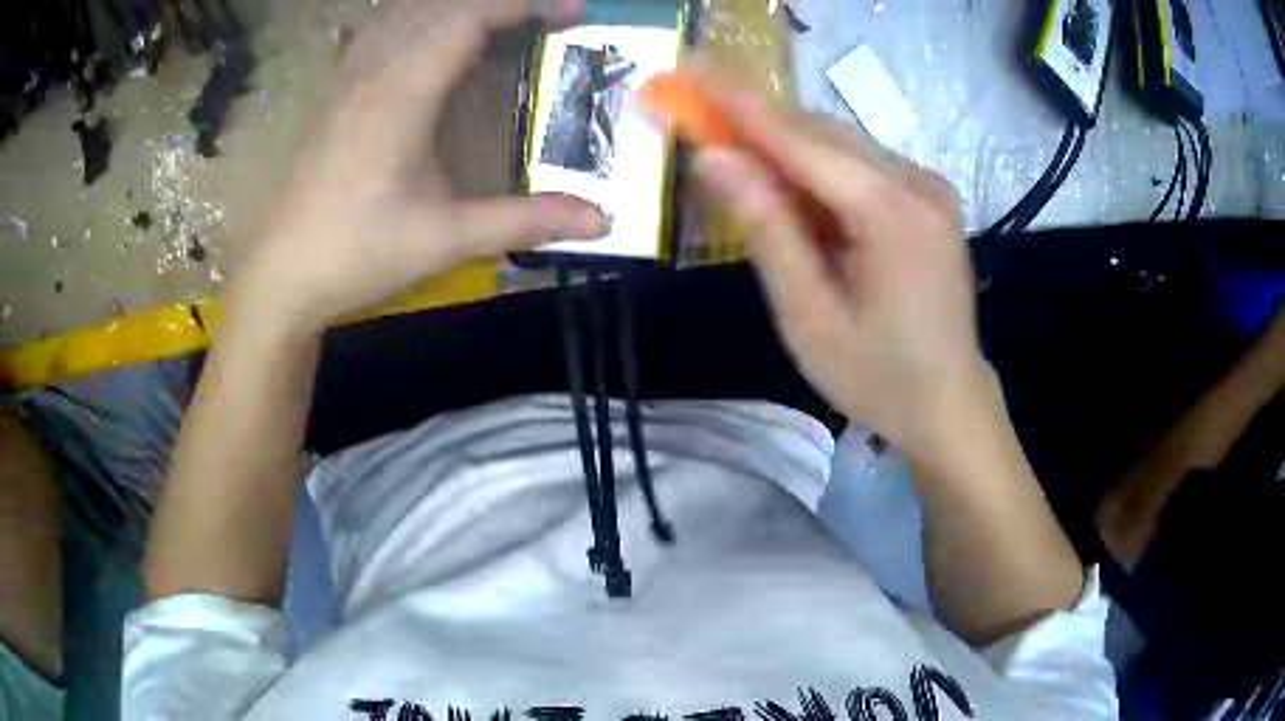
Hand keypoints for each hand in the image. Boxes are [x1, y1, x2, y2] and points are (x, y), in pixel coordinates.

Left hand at [233, 0, 607, 331]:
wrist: (280, 278)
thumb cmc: (356, 255)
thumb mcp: (445, 239)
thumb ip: (523, 221)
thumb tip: (602, 219)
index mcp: (400, 96)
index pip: (466, 19)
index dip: (522, 4)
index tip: (572, 10)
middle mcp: (372, 74)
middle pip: (439, 7)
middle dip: (499, 3)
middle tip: (548, 18)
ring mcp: (347, 82)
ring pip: (403, 14)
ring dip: (454, 8)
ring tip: (497, 24)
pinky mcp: (334, 97)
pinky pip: (377, 34)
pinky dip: (412, 21)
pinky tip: (425, 36)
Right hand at [692, 83, 984, 449]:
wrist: (948, 402)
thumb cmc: (877, 376)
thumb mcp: (808, 315)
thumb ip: (765, 229)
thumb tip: (714, 159)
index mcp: (893, 214)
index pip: (801, 140)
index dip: (739, 105)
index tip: (690, 70)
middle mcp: (919, 183)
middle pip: (822, 132)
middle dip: (756, 120)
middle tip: (699, 111)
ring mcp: (930, 187)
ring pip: (841, 142)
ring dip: (784, 142)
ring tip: (736, 155)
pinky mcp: (930, 197)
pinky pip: (861, 163)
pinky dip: (818, 164)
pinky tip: (791, 186)